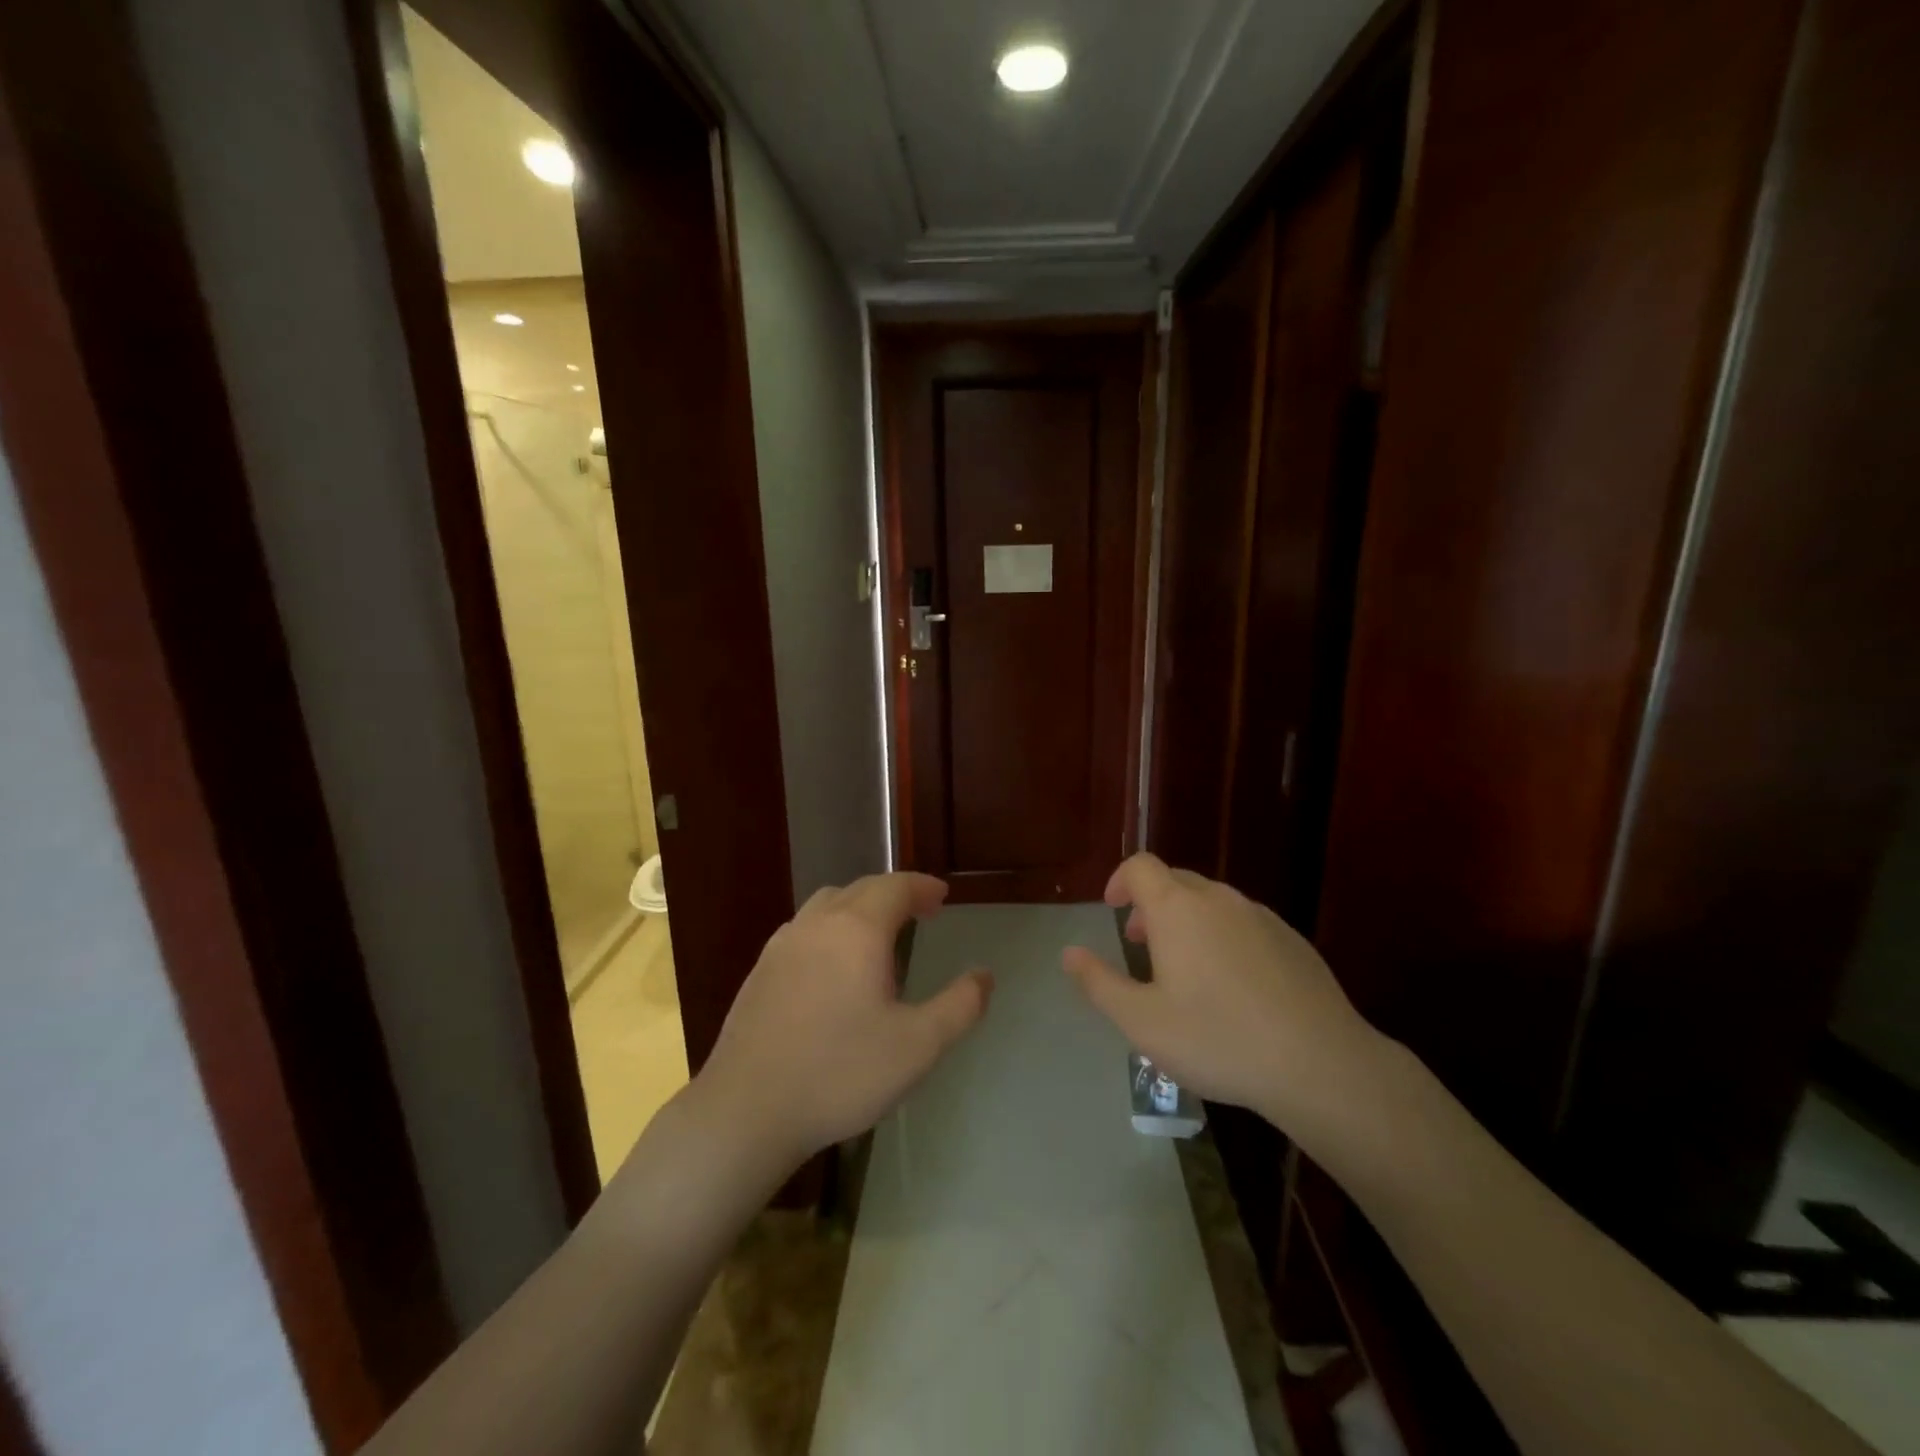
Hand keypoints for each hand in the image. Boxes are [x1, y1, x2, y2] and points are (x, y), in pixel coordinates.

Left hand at [695, 873, 992, 1170]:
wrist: (746, 1110)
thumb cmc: (840, 1073)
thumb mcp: (917, 1046)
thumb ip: (959, 1007)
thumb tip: (985, 976)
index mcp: (857, 930)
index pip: (895, 886)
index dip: (922, 887)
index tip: (942, 897)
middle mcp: (817, 924)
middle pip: (861, 888)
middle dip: (894, 893)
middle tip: (920, 911)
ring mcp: (782, 945)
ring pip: (827, 904)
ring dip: (859, 906)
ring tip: (879, 934)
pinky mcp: (760, 970)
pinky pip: (804, 929)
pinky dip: (830, 927)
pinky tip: (833, 966)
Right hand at [1061, 853, 1383, 1136]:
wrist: (1320, 1064)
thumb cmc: (1218, 1039)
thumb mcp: (1142, 1022)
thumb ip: (1099, 983)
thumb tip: (1069, 953)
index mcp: (1178, 909)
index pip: (1140, 866)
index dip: (1120, 880)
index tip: (1112, 909)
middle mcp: (1218, 900)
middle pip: (1175, 881)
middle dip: (1151, 904)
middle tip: (1141, 944)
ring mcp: (1260, 916)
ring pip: (1211, 903)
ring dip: (1187, 921)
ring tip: (1185, 970)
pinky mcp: (1292, 940)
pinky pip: (1243, 923)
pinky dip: (1223, 937)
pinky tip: (1233, 987)